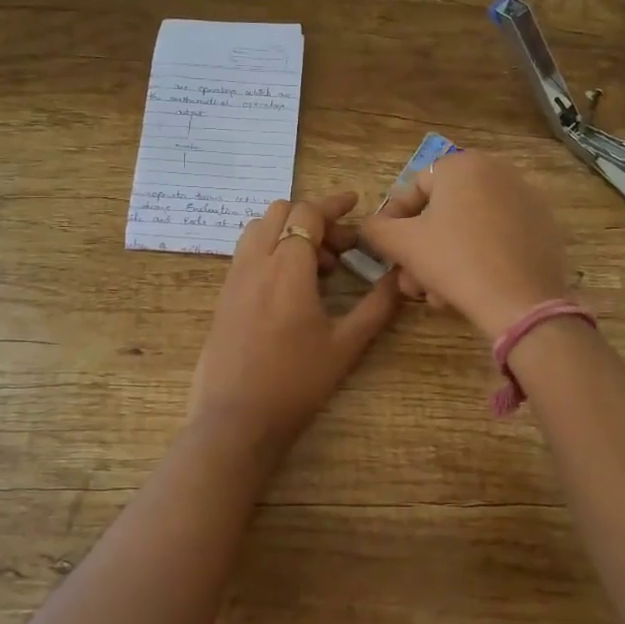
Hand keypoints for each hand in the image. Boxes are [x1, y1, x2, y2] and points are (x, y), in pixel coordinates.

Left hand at [188, 191, 402, 451]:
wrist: (236, 419)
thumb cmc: (296, 382)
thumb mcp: (345, 345)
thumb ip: (376, 306)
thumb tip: (401, 277)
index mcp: (287, 268)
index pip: (307, 214)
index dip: (333, 204)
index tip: (354, 204)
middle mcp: (255, 263)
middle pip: (280, 212)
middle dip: (312, 218)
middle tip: (340, 247)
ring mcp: (234, 278)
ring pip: (258, 229)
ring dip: (288, 232)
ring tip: (316, 266)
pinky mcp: (223, 296)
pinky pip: (247, 253)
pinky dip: (270, 249)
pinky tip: (290, 285)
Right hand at [357, 150, 570, 337]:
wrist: (521, 301)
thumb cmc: (454, 261)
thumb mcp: (402, 244)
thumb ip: (376, 229)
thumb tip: (372, 226)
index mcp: (463, 164)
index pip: (415, 188)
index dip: (395, 222)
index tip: (390, 252)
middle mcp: (497, 171)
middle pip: (444, 211)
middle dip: (422, 249)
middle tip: (412, 281)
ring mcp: (525, 199)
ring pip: (469, 228)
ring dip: (445, 259)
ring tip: (437, 295)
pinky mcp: (543, 227)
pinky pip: (498, 237)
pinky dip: (479, 258)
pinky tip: (469, 288)